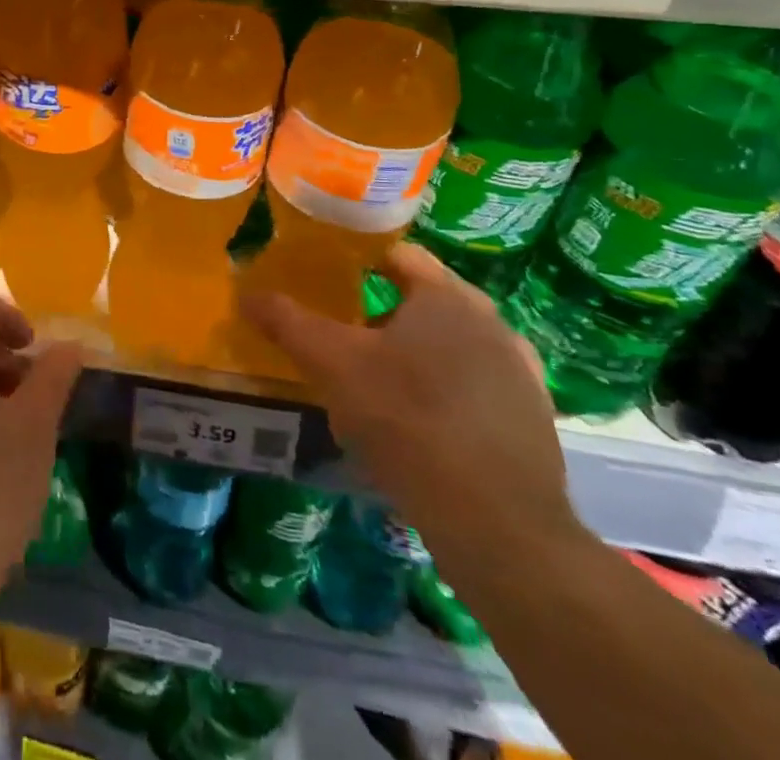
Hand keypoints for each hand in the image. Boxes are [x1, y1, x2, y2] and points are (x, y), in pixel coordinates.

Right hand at [242, 242, 579, 556]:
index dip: (357, 259)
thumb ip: (287, 321)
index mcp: (447, 297)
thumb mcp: (331, 365)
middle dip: (380, 309)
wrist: (499, 527)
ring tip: (374, 379)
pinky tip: (417, 421)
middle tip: (340, 332)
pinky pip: (475, 384)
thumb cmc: (408, 421)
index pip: (397, 253)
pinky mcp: (532, 419)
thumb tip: (246, 293)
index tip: (325, 277)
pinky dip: (445, 388)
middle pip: (423, 298)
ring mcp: (520, 372)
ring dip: (414, 350)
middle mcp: (492, 322)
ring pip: (451, 342)